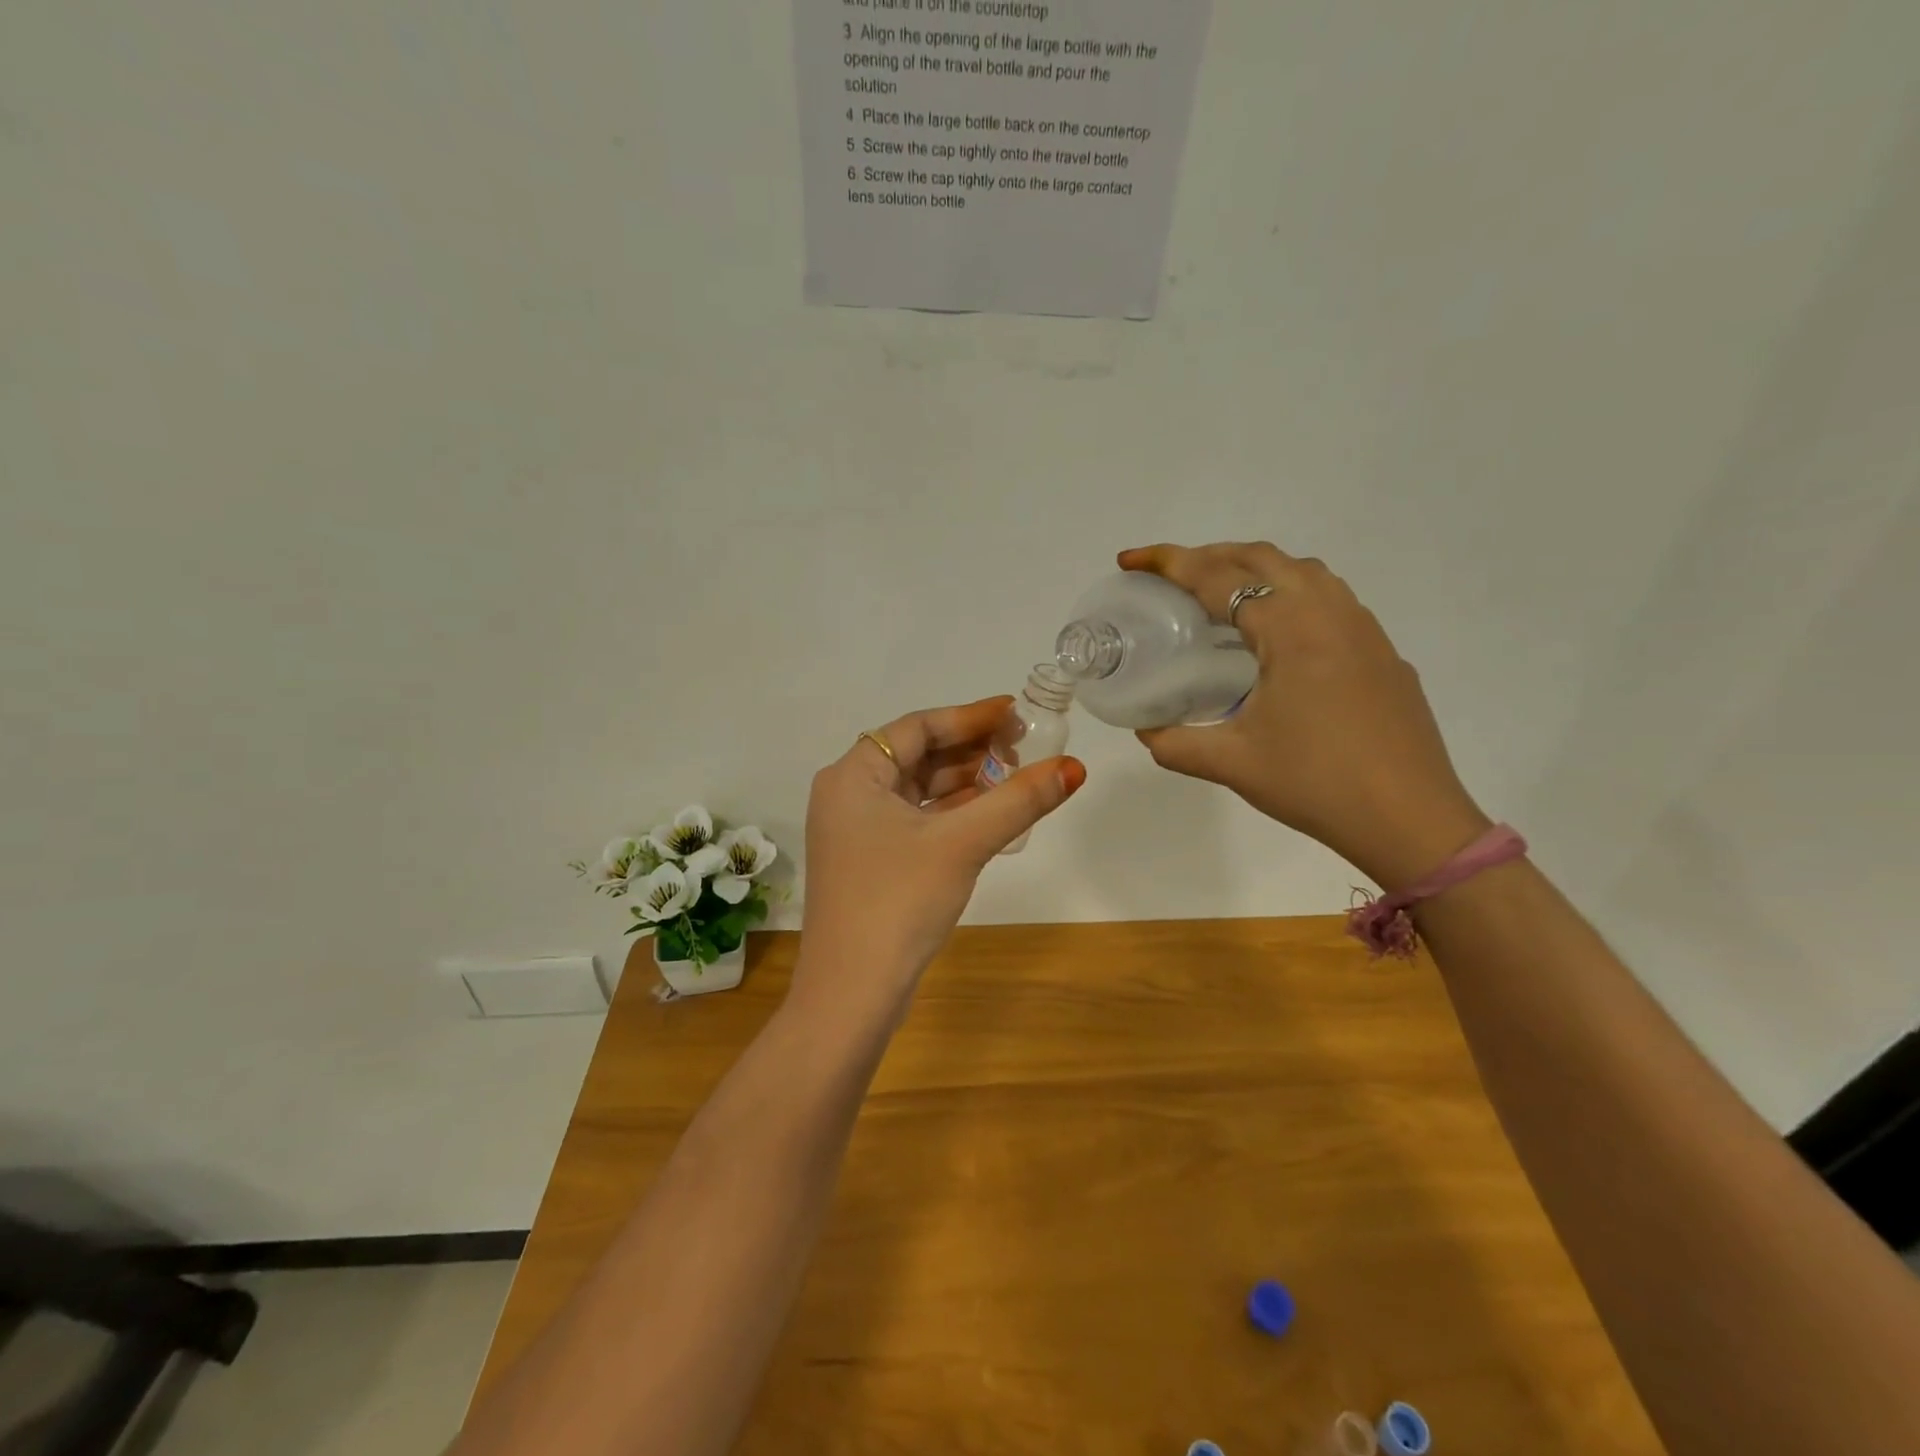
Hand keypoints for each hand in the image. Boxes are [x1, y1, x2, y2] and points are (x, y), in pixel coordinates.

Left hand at [794, 696, 1085, 1023]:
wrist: (851, 995)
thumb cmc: (898, 902)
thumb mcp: (962, 844)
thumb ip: (1018, 801)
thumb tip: (1074, 767)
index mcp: (852, 776)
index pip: (917, 727)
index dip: (970, 716)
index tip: (1016, 713)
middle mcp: (848, 795)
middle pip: (918, 756)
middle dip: (972, 750)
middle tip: (1024, 747)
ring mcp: (857, 832)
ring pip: (920, 791)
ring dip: (966, 783)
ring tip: (1017, 777)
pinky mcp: (871, 862)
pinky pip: (917, 821)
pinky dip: (953, 814)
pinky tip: (992, 815)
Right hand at [1119, 542, 1487, 889]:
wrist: (1411, 820)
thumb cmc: (1317, 784)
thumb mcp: (1232, 764)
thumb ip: (1176, 744)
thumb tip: (1145, 731)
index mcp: (1291, 630)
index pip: (1218, 578)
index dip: (1169, 563)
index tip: (1130, 559)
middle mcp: (1331, 614)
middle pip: (1263, 559)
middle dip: (1209, 555)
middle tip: (1170, 575)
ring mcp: (1365, 631)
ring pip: (1304, 572)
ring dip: (1255, 569)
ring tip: (1220, 596)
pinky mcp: (1382, 654)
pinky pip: (1330, 600)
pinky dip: (1290, 594)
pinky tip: (1277, 636)